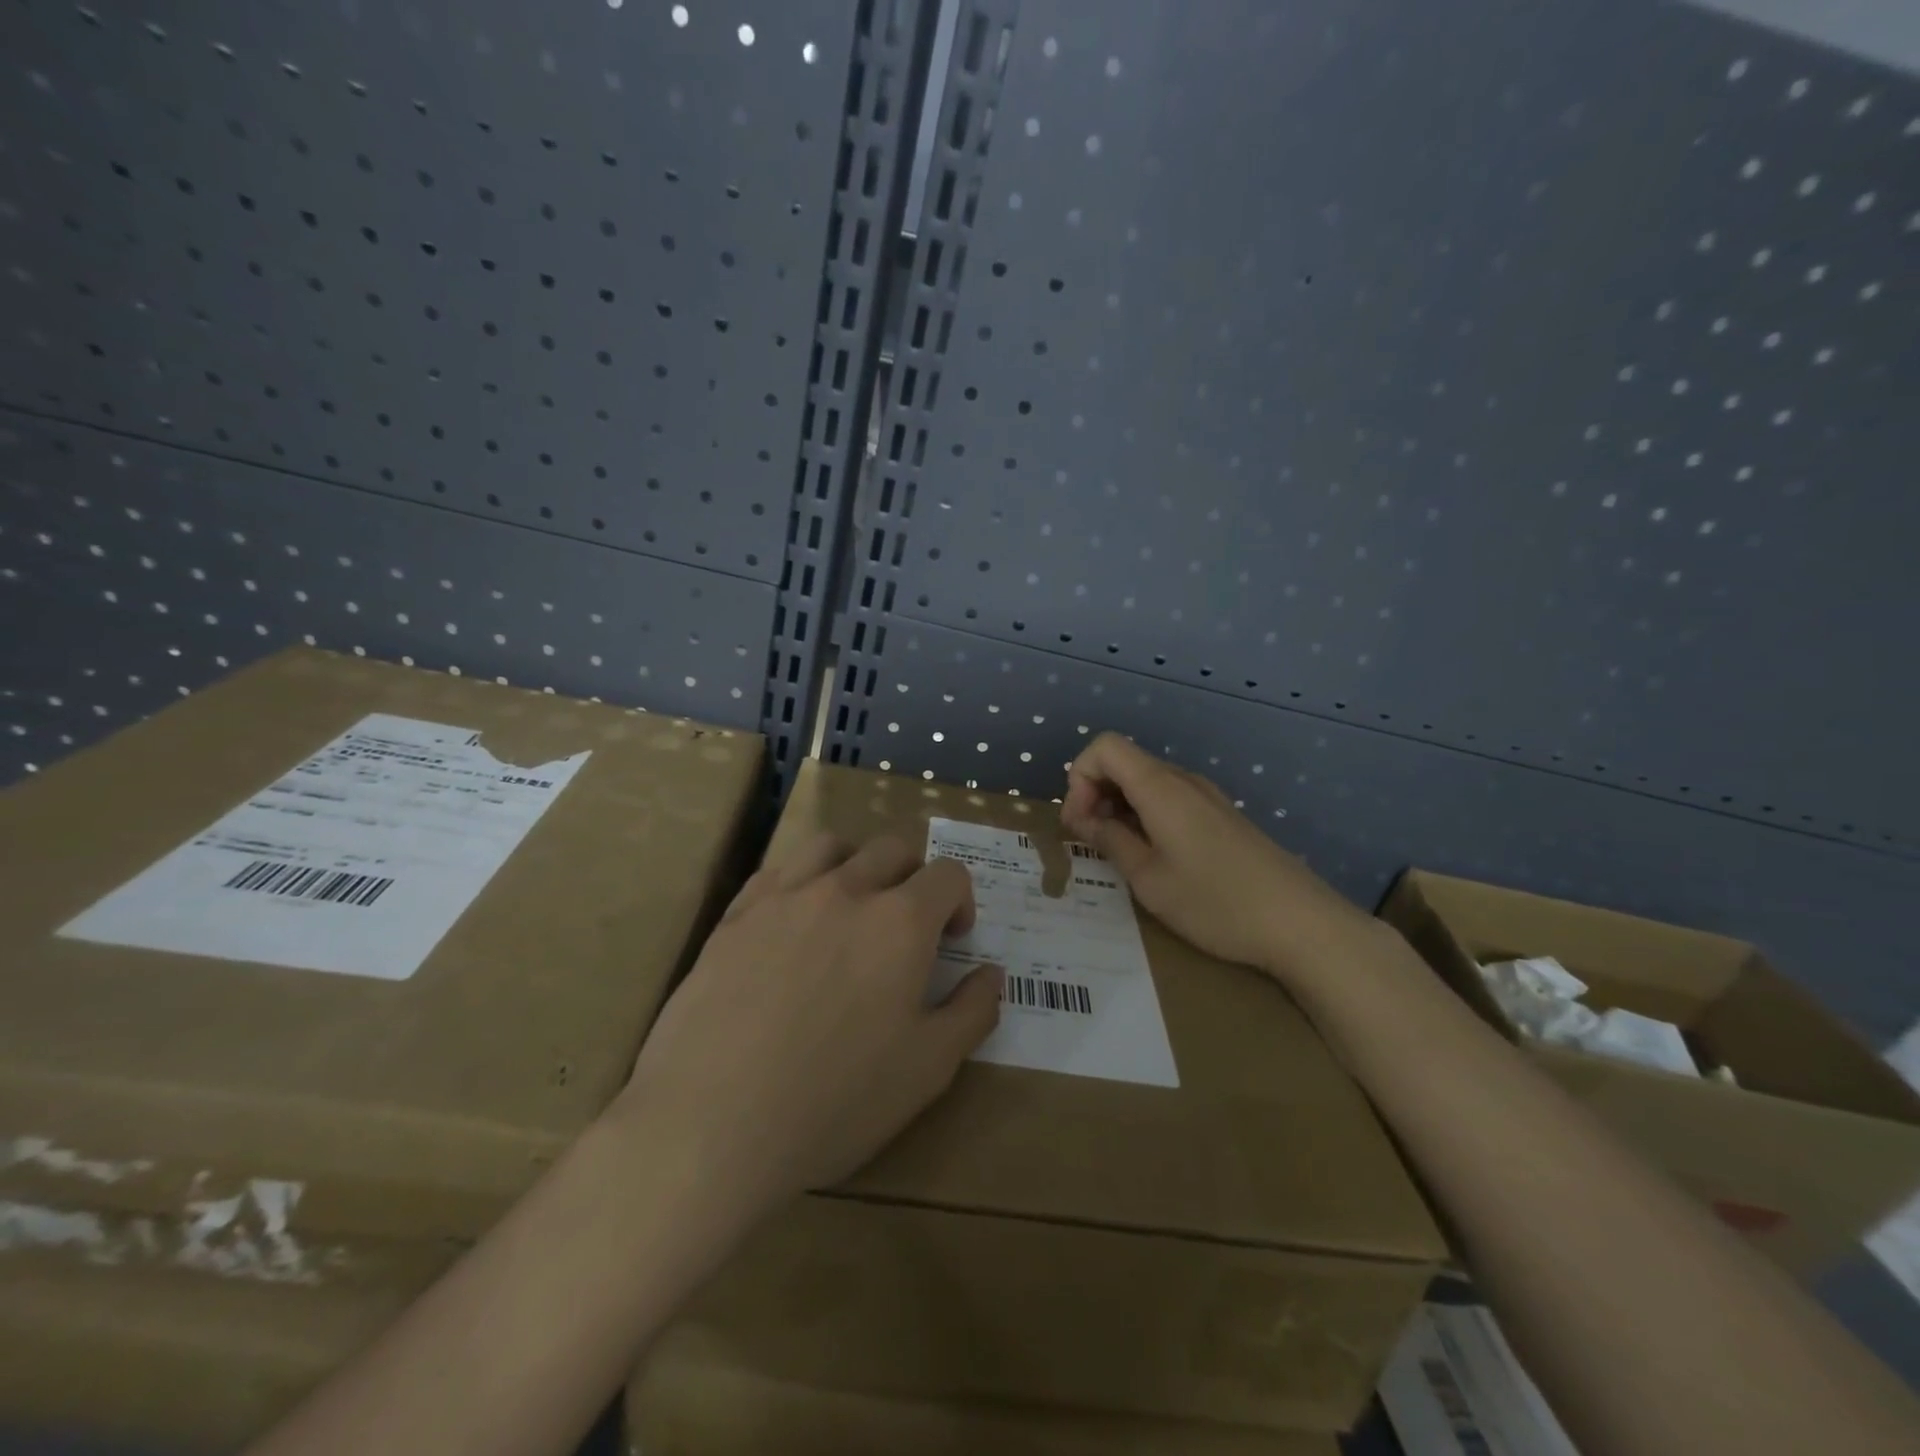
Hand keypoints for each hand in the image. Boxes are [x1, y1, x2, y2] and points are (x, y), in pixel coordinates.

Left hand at [615, 834, 1001, 1224]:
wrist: (713, 1124)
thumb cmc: (835, 1101)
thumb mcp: (928, 1069)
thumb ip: (972, 1011)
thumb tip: (991, 972)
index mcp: (901, 922)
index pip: (948, 874)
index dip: (961, 900)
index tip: (952, 939)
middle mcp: (846, 890)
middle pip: (892, 848)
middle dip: (913, 877)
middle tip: (906, 926)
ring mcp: (784, 896)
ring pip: (831, 846)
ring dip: (854, 865)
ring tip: (850, 908)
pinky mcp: (736, 915)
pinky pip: (776, 871)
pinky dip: (799, 882)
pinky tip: (792, 924)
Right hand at [1059, 733, 1377, 983]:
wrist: (1302, 924)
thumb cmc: (1216, 903)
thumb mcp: (1148, 879)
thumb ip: (1109, 841)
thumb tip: (1083, 819)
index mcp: (1161, 788)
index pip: (1104, 747)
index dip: (1079, 778)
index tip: (1079, 823)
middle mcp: (1183, 780)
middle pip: (1124, 762)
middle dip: (1094, 794)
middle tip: (1090, 842)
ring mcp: (1206, 796)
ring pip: (1146, 782)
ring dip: (1119, 808)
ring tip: (1120, 853)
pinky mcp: (1221, 816)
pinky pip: (1170, 799)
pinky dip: (1146, 816)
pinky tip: (1154, 857)